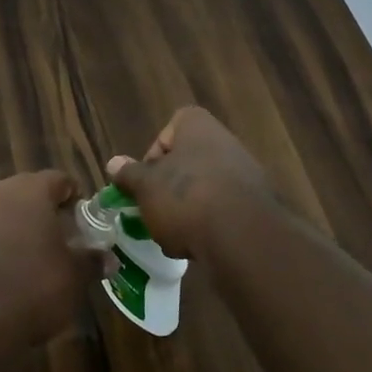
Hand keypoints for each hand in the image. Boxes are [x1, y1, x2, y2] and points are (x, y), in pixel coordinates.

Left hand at [0, 171, 99, 343]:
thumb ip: (91, 261)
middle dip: (39, 211)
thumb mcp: (75, 277)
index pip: (58, 179)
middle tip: (55, 237)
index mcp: (30, 191)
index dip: (72, 196)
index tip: (80, 216)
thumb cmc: (35, 287)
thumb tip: (108, 259)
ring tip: (24, 256)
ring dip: (10, 227)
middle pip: (23, 192)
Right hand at [105, 107, 274, 258]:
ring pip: (205, 187)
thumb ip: (129, 174)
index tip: (145, 178)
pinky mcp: (257, 205)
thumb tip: (113, 163)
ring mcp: (246, 173)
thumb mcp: (145, 187)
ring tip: (174, 233)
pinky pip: (224, 210)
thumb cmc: (185, 198)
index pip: (170, 128)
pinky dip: (209, 224)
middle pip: (187, 161)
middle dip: (169, 186)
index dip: (154, 153)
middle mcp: (226, 142)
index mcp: (198, 127)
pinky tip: (198, 244)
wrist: (242, 237)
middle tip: (155, 207)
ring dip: (188, 208)